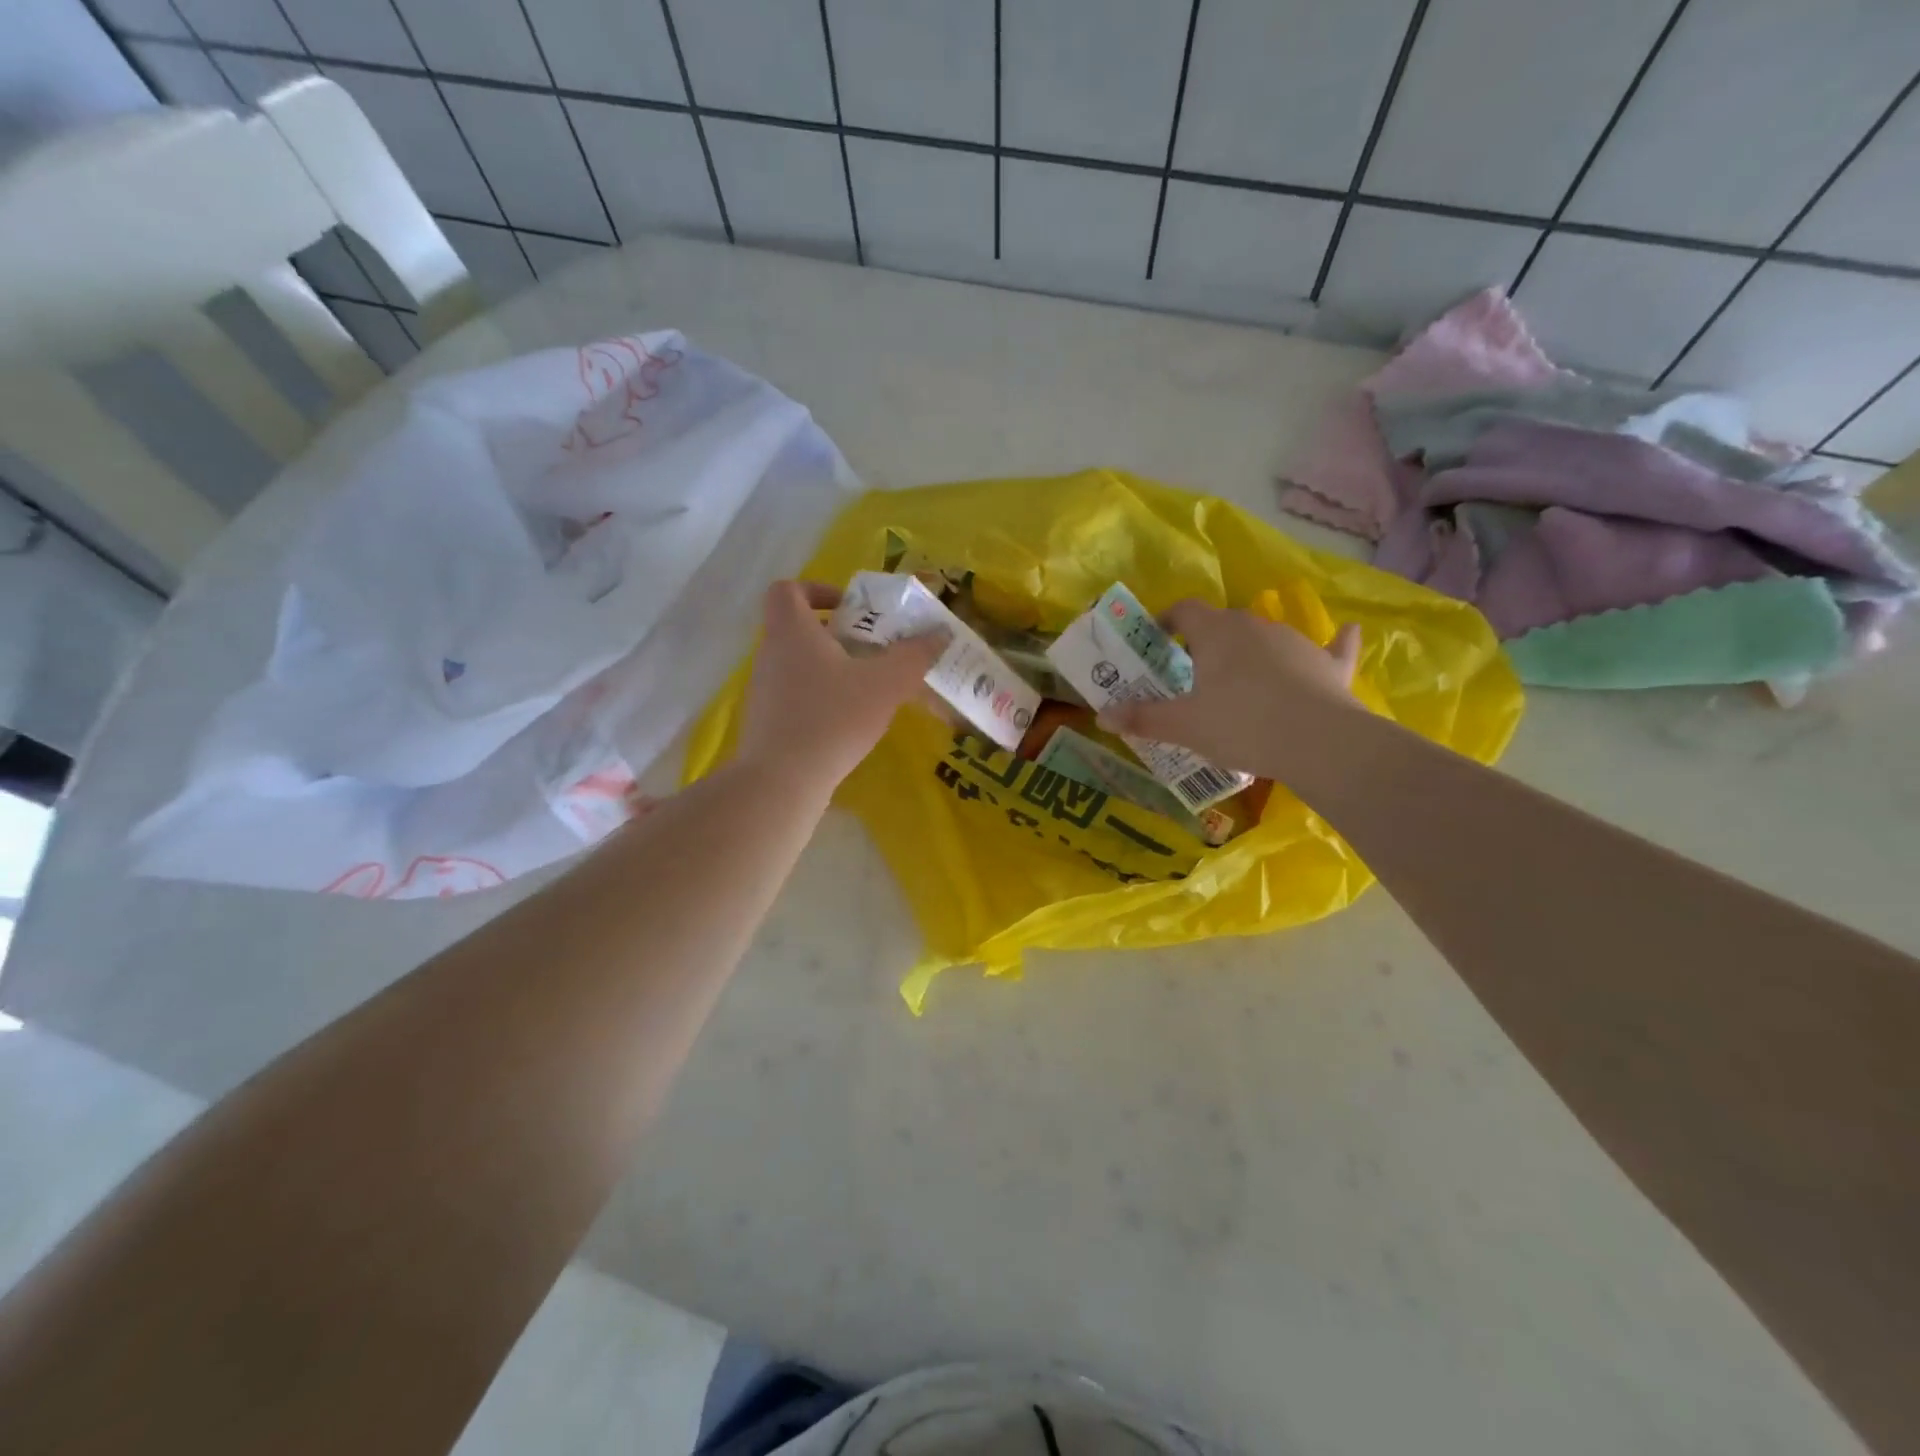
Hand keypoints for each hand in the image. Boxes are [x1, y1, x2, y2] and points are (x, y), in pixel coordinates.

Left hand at [737, 580, 945, 793]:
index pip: (788, 590)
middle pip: (799, 628)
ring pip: (799, 664)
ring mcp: (764, 690)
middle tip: (874, 651)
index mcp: (791, 631)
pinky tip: (848, 722)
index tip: (851, 609)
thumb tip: (940, 633)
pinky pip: (796, 696)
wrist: (782, 780)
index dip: (818, 590)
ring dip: (832, 669)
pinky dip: (821, 699)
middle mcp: (771, 654)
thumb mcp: (885, 684)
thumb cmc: (832, 718)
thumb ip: (914, 656)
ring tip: (869, 689)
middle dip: (839, 635)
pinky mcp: (767, 722)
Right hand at [1098, 600, 1361, 780]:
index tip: (1158, 637)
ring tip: (1241, 681)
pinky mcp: (1330, 664)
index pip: (1185, 610)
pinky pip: (1332, 646)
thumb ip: (1142, 718)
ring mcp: (1297, 641)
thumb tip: (1102, 715)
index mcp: (1216, 633)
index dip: (1168, 619)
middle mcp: (1255, 626)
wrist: (1318, 741)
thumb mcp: (1183, 726)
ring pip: (1267, 637)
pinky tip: (1345, 632)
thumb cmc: (1240, 724)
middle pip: (1224, 622)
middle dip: (1207, 641)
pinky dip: (1333, 643)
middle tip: (1193, 672)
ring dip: (1252, 650)